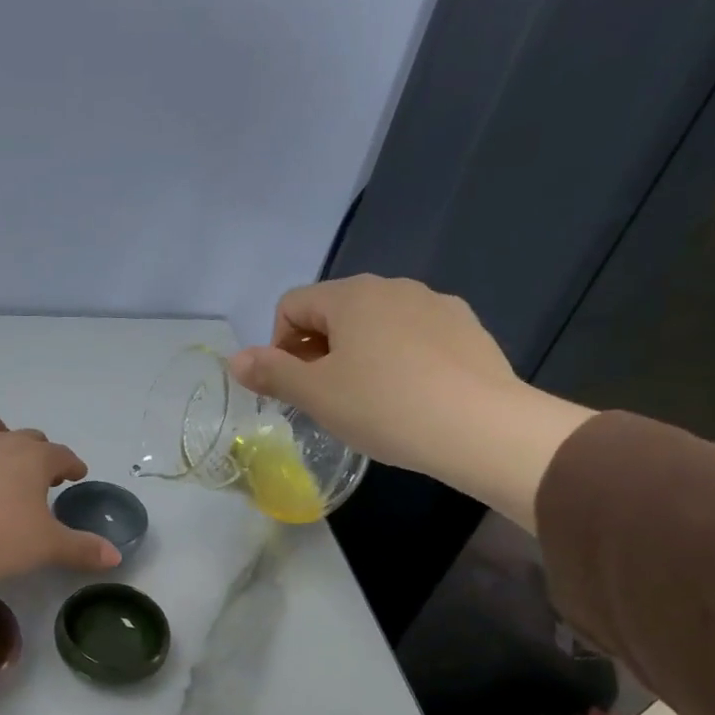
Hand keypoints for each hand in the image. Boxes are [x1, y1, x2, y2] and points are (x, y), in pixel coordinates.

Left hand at [0, 410, 121, 584]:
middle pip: (29, 437)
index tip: (76, 475)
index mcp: (35, 459)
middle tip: (42, 477)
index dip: (72, 465)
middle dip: (39, 452)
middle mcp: (3, 442)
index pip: (63, 455)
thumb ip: (82, 548)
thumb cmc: (0, 538)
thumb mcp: (47, 547)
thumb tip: (115, 555)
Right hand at [228, 276, 593, 531]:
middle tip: (325, 399)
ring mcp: (435, 304)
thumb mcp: (316, 395)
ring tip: (367, 401)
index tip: (293, 388)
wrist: (480, 427)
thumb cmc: (384, 406)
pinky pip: (413, 337)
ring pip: (375, 325)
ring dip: (356, 356)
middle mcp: (393, 287)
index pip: (292, 305)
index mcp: (351, 296)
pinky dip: (397, 360)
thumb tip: (234, 359)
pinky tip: (408, 396)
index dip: (279, 346)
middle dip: (317, 352)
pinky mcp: (466, 328)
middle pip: (333, 313)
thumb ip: (271, 373)